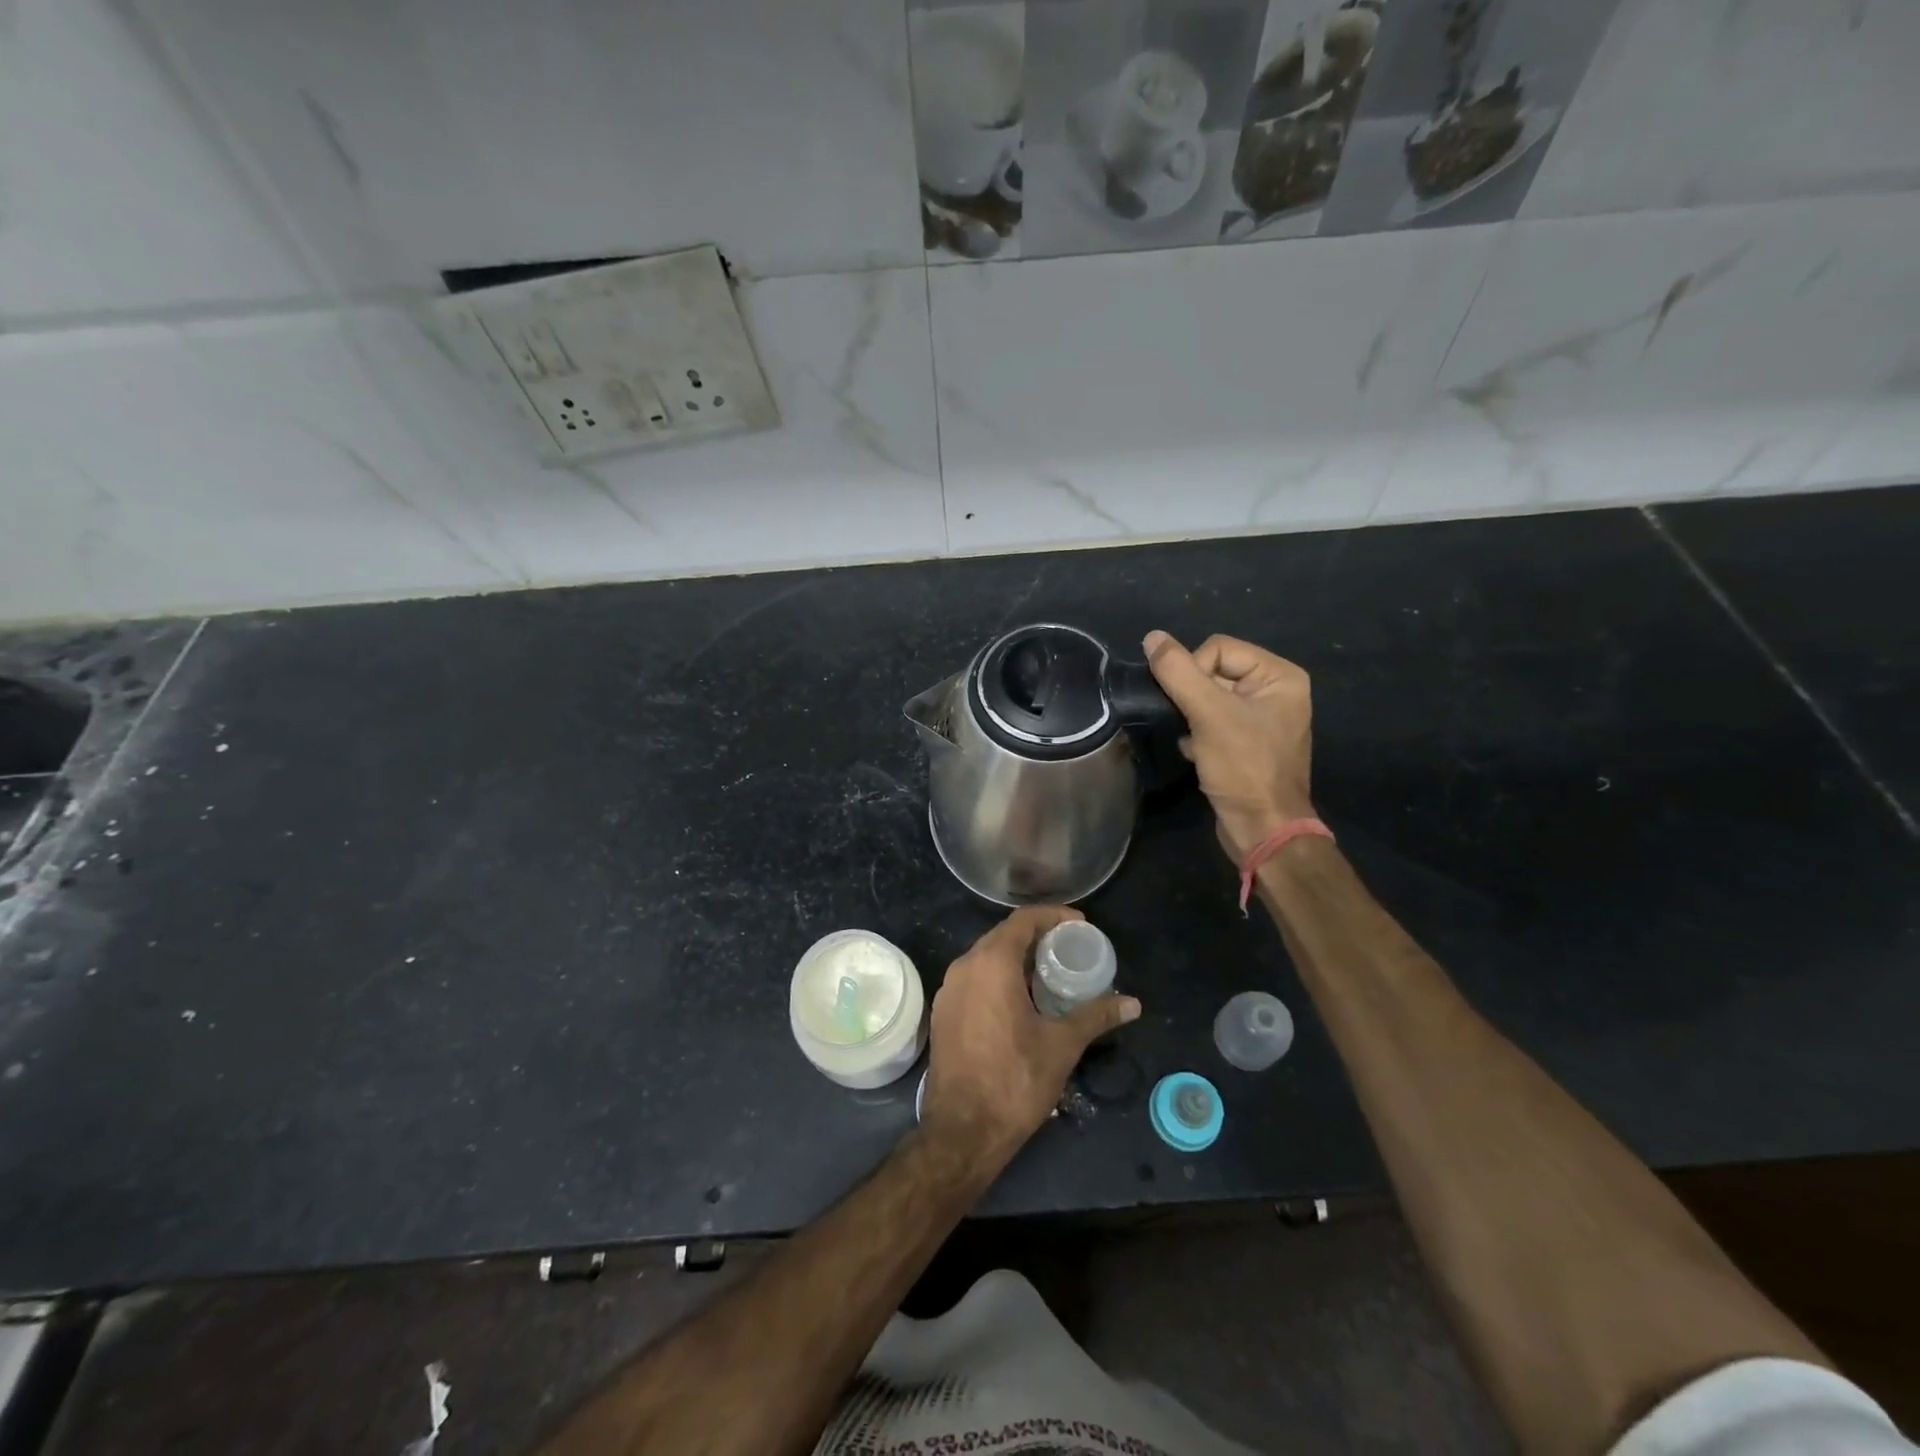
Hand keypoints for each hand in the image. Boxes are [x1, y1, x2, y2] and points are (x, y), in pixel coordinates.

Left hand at [920, 906, 1140, 1168]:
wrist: (962, 1131)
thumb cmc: (1015, 1080)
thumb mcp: (1062, 1045)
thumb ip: (1096, 1016)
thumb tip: (1133, 1003)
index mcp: (991, 963)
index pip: (1023, 920)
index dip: (1053, 916)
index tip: (1081, 925)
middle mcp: (964, 966)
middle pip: (1003, 936)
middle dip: (1037, 936)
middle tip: (1070, 949)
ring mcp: (949, 990)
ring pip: (986, 958)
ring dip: (1017, 958)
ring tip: (1049, 973)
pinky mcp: (943, 1012)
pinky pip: (974, 979)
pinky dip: (999, 977)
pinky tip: (1021, 999)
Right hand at [1144, 630, 1314, 860]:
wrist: (1262, 830)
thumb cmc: (1243, 767)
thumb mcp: (1208, 714)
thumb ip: (1178, 672)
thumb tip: (1152, 637)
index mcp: (1279, 676)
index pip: (1218, 648)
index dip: (1194, 671)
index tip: (1191, 706)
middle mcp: (1275, 691)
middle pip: (1213, 671)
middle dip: (1192, 697)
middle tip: (1191, 723)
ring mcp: (1261, 719)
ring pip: (1207, 698)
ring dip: (1192, 717)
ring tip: (1194, 740)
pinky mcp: (1245, 743)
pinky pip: (1211, 722)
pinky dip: (1197, 734)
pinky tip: (1197, 754)